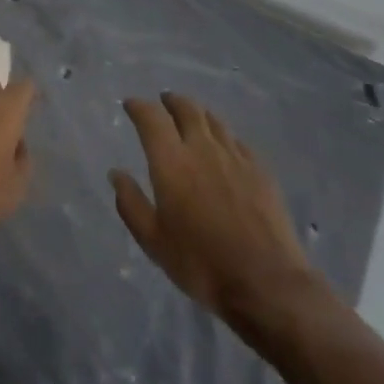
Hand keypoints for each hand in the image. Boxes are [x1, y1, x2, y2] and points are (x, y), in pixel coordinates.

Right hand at [111, 93, 316, 329]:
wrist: (266, 282)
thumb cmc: (201, 264)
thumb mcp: (154, 242)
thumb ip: (131, 204)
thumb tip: (116, 173)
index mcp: (172, 162)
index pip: (151, 118)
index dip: (138, 106)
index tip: (130, 104)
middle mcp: (202, 148)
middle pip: (186, 109)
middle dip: (171, 101)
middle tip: (163, 101)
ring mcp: (235, 156)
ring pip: (213, 119)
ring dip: (197, 112)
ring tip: (191, 116)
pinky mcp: (260, 169)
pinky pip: (236, 140)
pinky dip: (222, 135)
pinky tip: (223, 145)